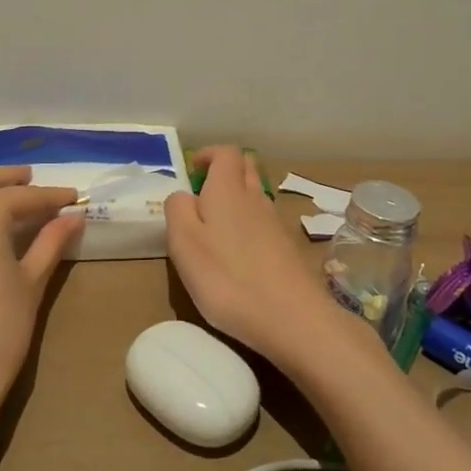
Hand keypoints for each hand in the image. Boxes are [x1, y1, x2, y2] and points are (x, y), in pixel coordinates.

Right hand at [164, 147, 355, 373]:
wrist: (293, 318)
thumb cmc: (228, 278)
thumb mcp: (184, 244)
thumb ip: (177, 210)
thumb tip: (182, 195)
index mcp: (228, 190)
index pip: (226, 152)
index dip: (209, 154)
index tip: (192, 171)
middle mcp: (255, 198)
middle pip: (246, 168)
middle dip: (225, 171)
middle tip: (203, 194)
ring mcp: (276, 224)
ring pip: (256, 195)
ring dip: (238, 199)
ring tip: (216, 227)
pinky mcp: (288, 249)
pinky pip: (265, 222)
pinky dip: (250, 225)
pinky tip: (239, 254)